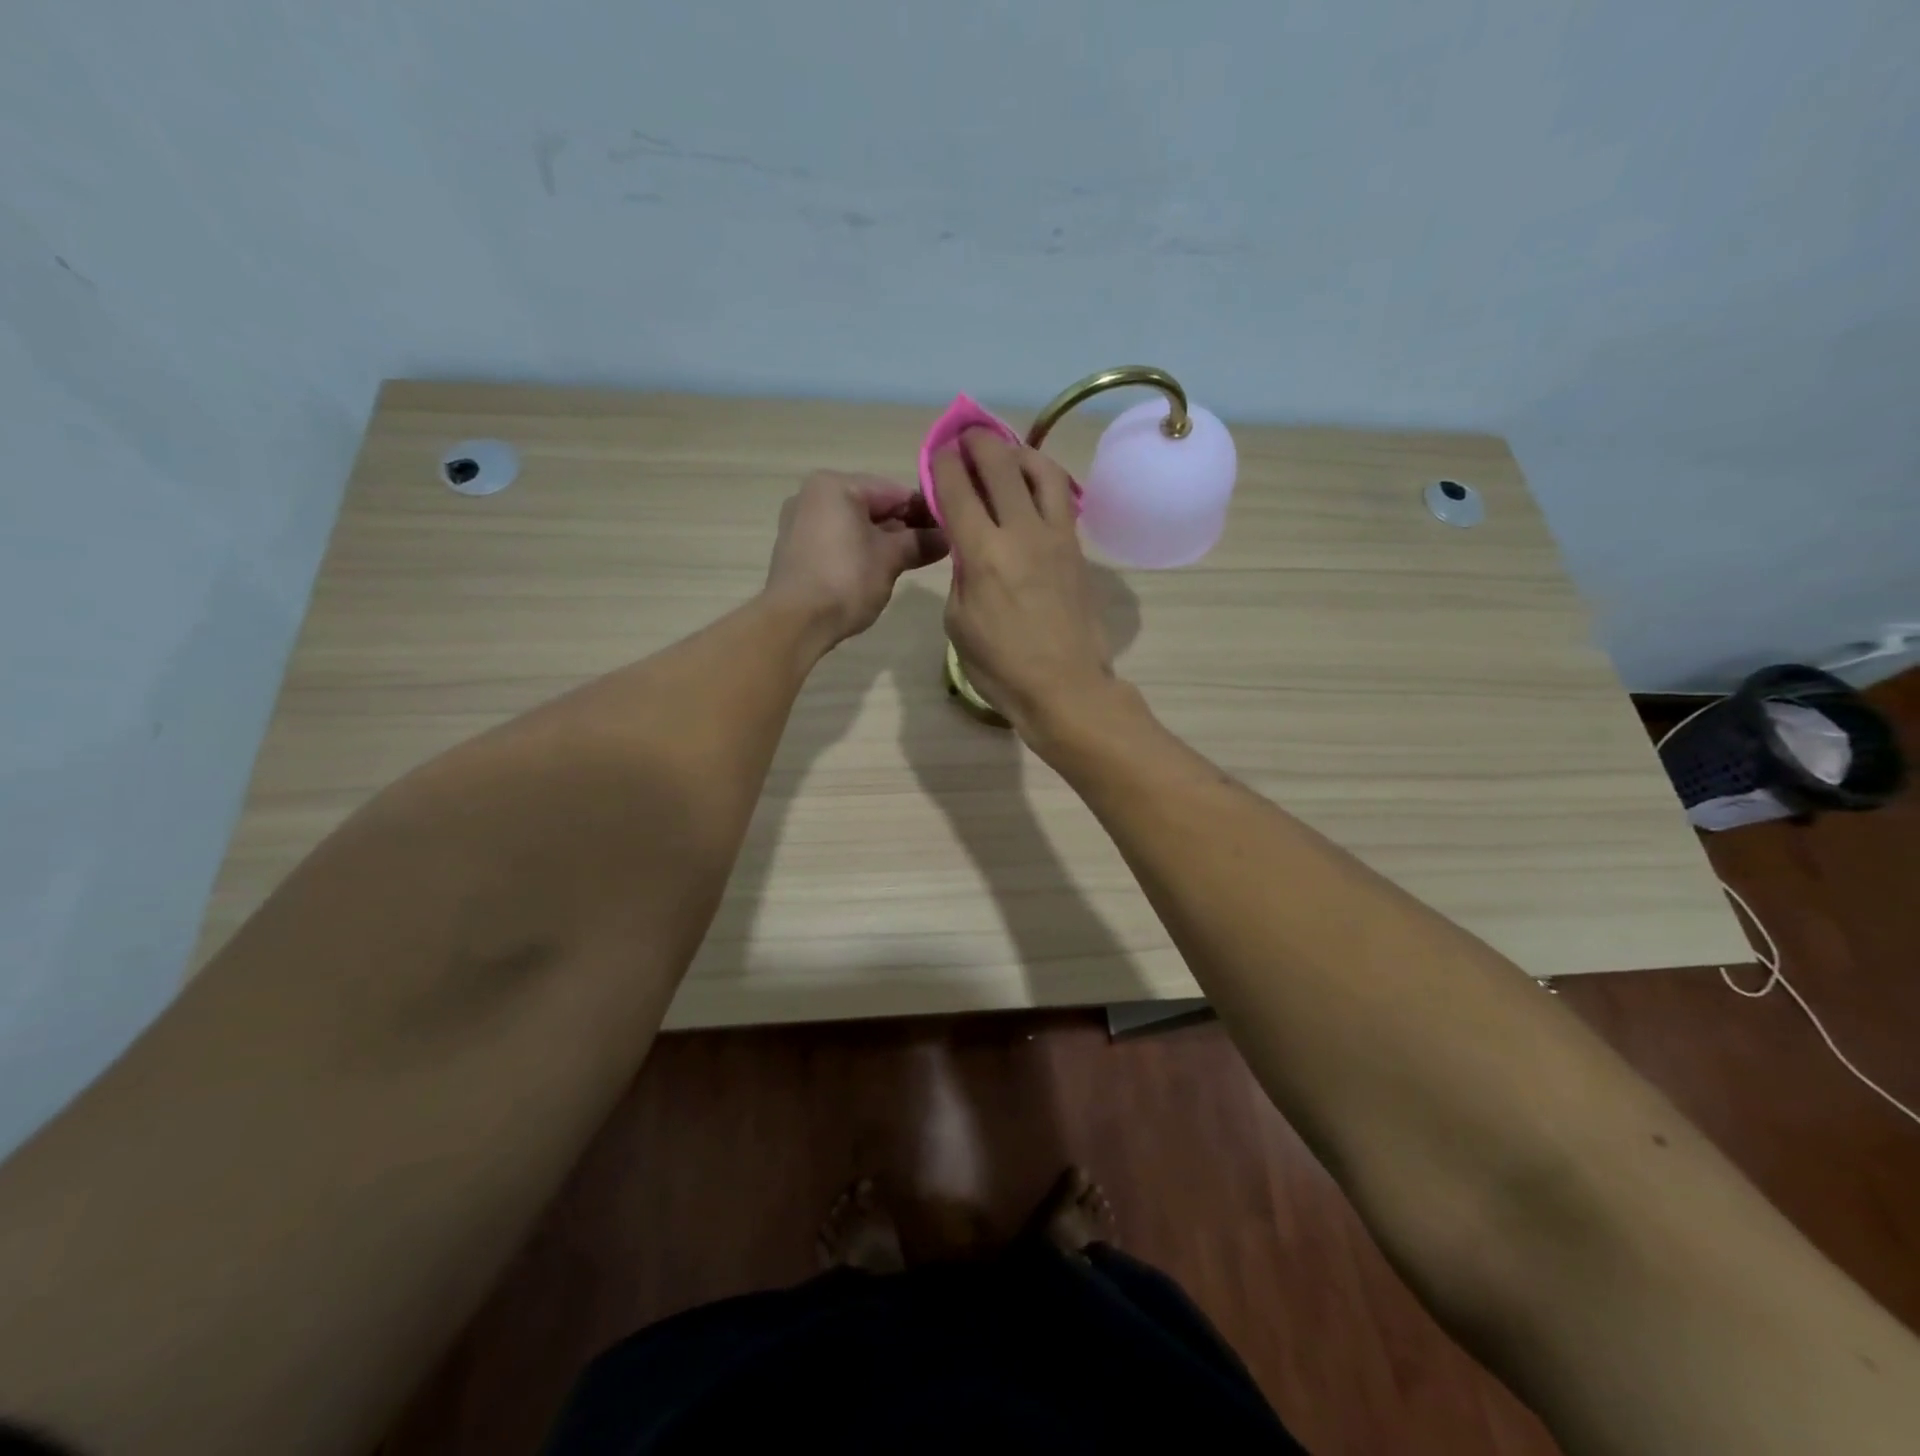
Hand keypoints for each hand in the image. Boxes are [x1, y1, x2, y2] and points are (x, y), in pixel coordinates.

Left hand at [764, 471, 947, 652]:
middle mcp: (813, 495)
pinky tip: (882, 570)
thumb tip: (948, 538)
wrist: (795, 622)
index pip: (894, 491)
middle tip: (937, 548)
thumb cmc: (846, 580)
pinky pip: (838, 541)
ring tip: (914, 561)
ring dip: (885, 541)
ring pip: (855, 525)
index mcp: (835, 485)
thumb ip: (920, 542)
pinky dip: (862, 551)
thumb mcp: (890, 559)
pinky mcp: (797, 550)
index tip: (951, 529)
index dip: (926, 511)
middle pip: (873, 505)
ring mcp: (801, 523)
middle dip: (905, 527)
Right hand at [933, 429, 1117, 737]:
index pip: (957, 489)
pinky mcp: (1077, 549)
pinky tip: (1035, 486)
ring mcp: (1056, 537)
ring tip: (1008, 453)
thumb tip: (969, 548)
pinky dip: (1045, 480)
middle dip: (978, 442)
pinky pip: (1063, 498)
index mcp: (982, 553)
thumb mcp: (959, 623)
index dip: (943, 463)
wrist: (1065, 687)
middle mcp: (1020, 532)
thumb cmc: (1002, 666)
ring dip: (1019, 452)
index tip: (938, 451)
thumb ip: (960, 575)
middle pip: (1000, 465)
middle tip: (968, 437)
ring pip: (1041, 471)